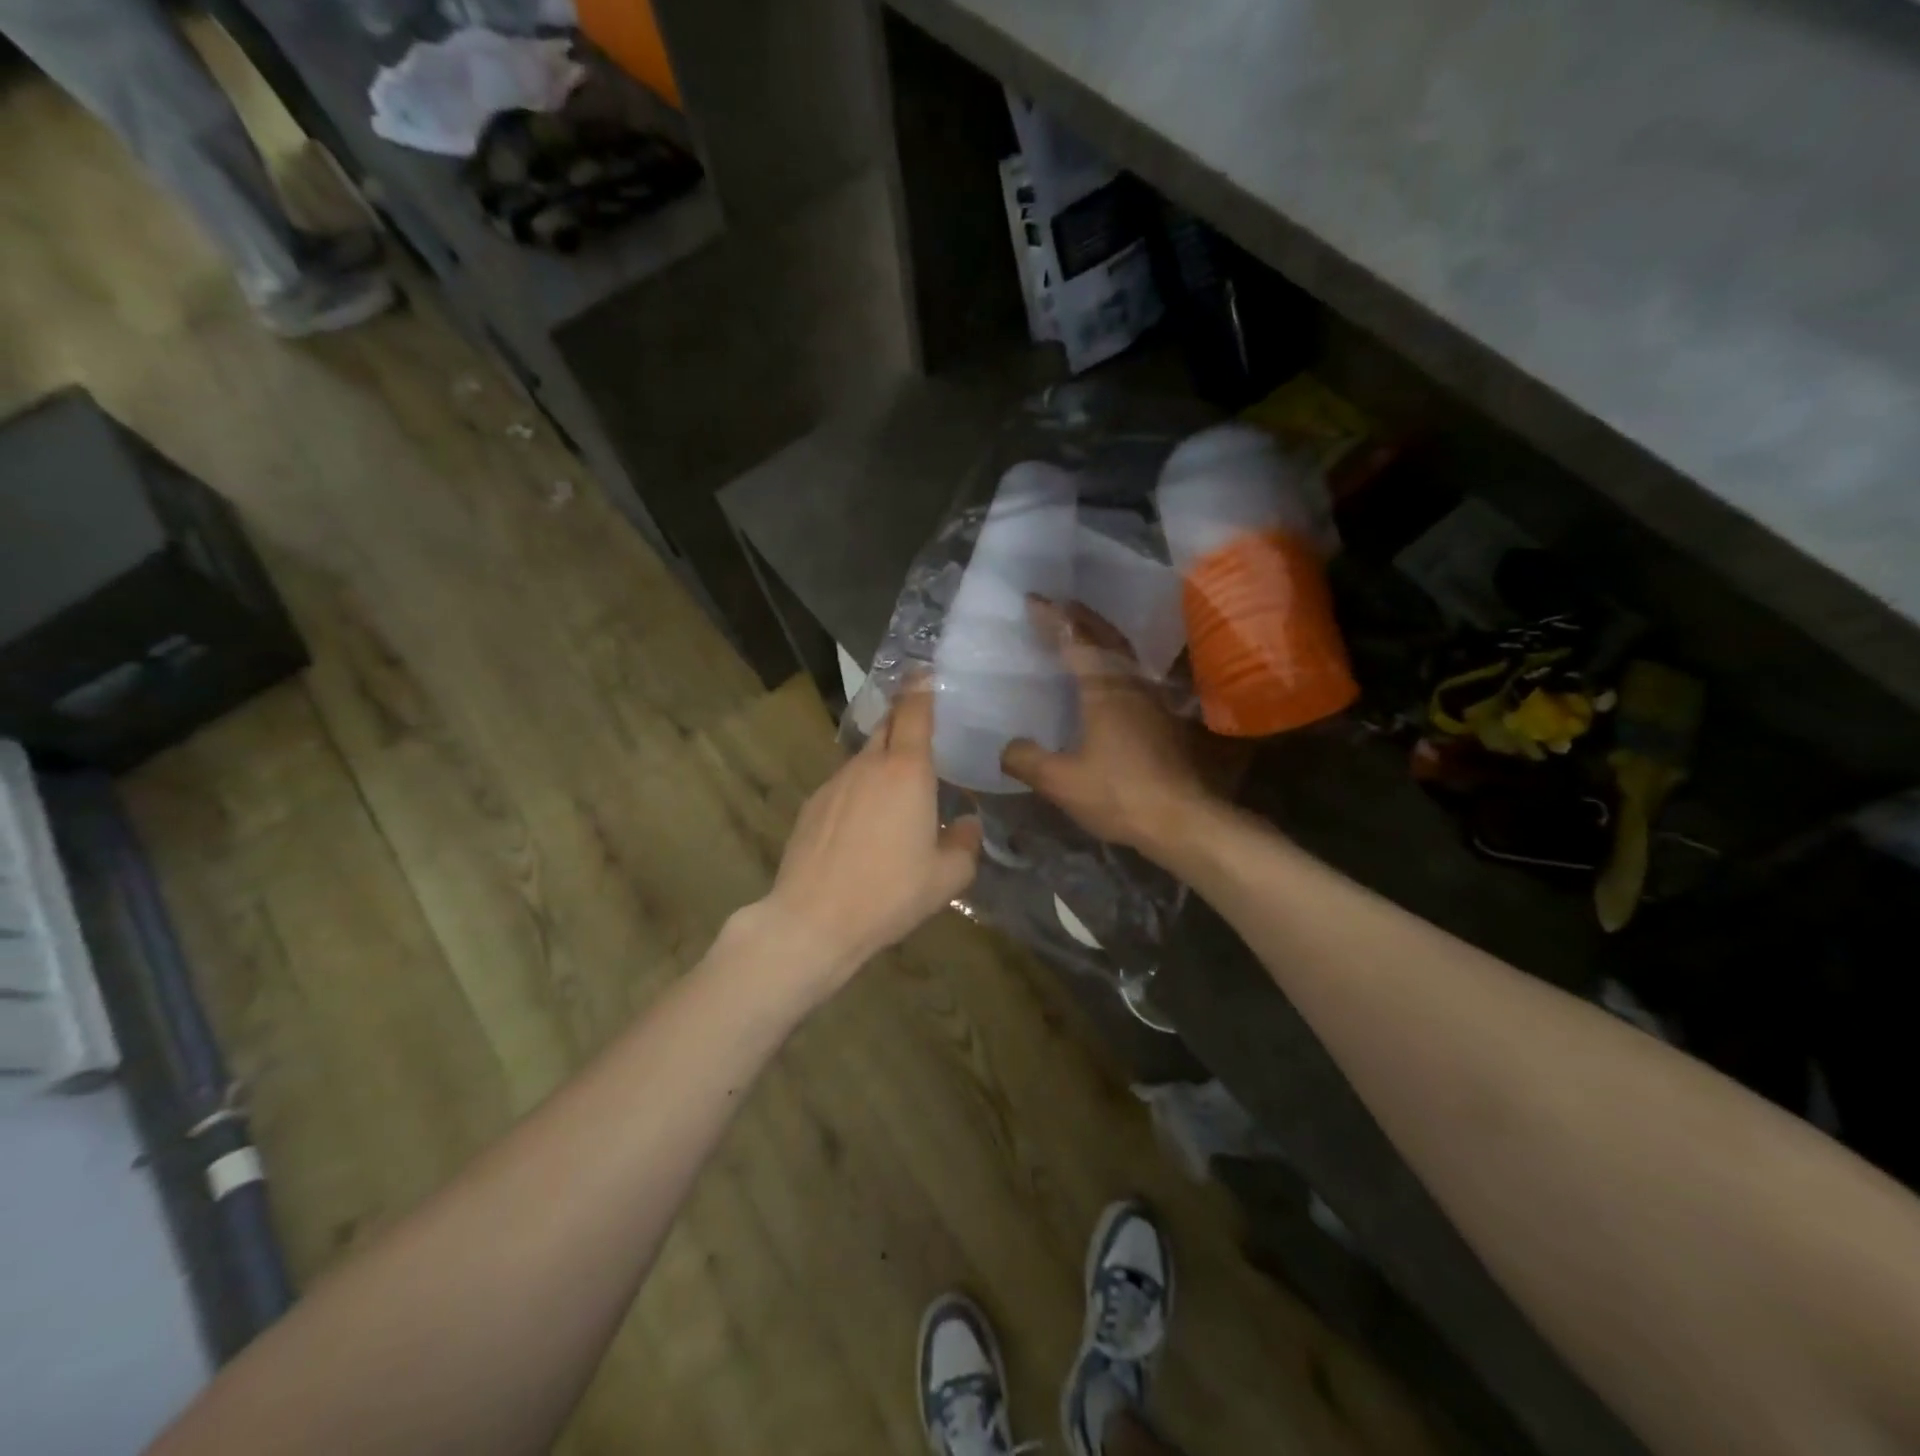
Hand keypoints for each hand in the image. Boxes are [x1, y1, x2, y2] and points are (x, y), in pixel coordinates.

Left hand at [759, 685, 981, 991]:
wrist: (813, 919)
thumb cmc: (889, 894)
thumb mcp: (947, 877)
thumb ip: (965, 844)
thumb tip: (967, 823)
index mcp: (906, 772)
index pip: (914, 711)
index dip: (922, 687)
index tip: (927, 672)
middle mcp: (868, 766)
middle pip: (887, 725)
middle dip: (904, 720)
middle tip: (924, 734)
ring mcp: (834, 783)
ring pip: (865, 757)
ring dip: (883, 762)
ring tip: (897, 794)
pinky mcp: (812, 804)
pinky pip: (844, 784)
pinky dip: (860, 790)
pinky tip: (864, 826)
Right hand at [1001, 598, 1215, 858]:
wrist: (1182, 819)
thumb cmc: (1119, 794)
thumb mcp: (1061, 782)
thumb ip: (1027, 760)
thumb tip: (1006, 747)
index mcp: (1103, 690)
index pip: (1075, 641)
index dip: (1053, 619)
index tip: (1033, 601)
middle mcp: (1131, 685)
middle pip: (1106, 638)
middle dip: (1081, 618)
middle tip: (1058, 607)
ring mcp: (1151, 700)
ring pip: (1124, 656)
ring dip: (1100, 638)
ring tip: (1079, 636)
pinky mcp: (1163, 719)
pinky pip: (1132, 675)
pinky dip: (1112, 664)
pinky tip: (1105, 681)